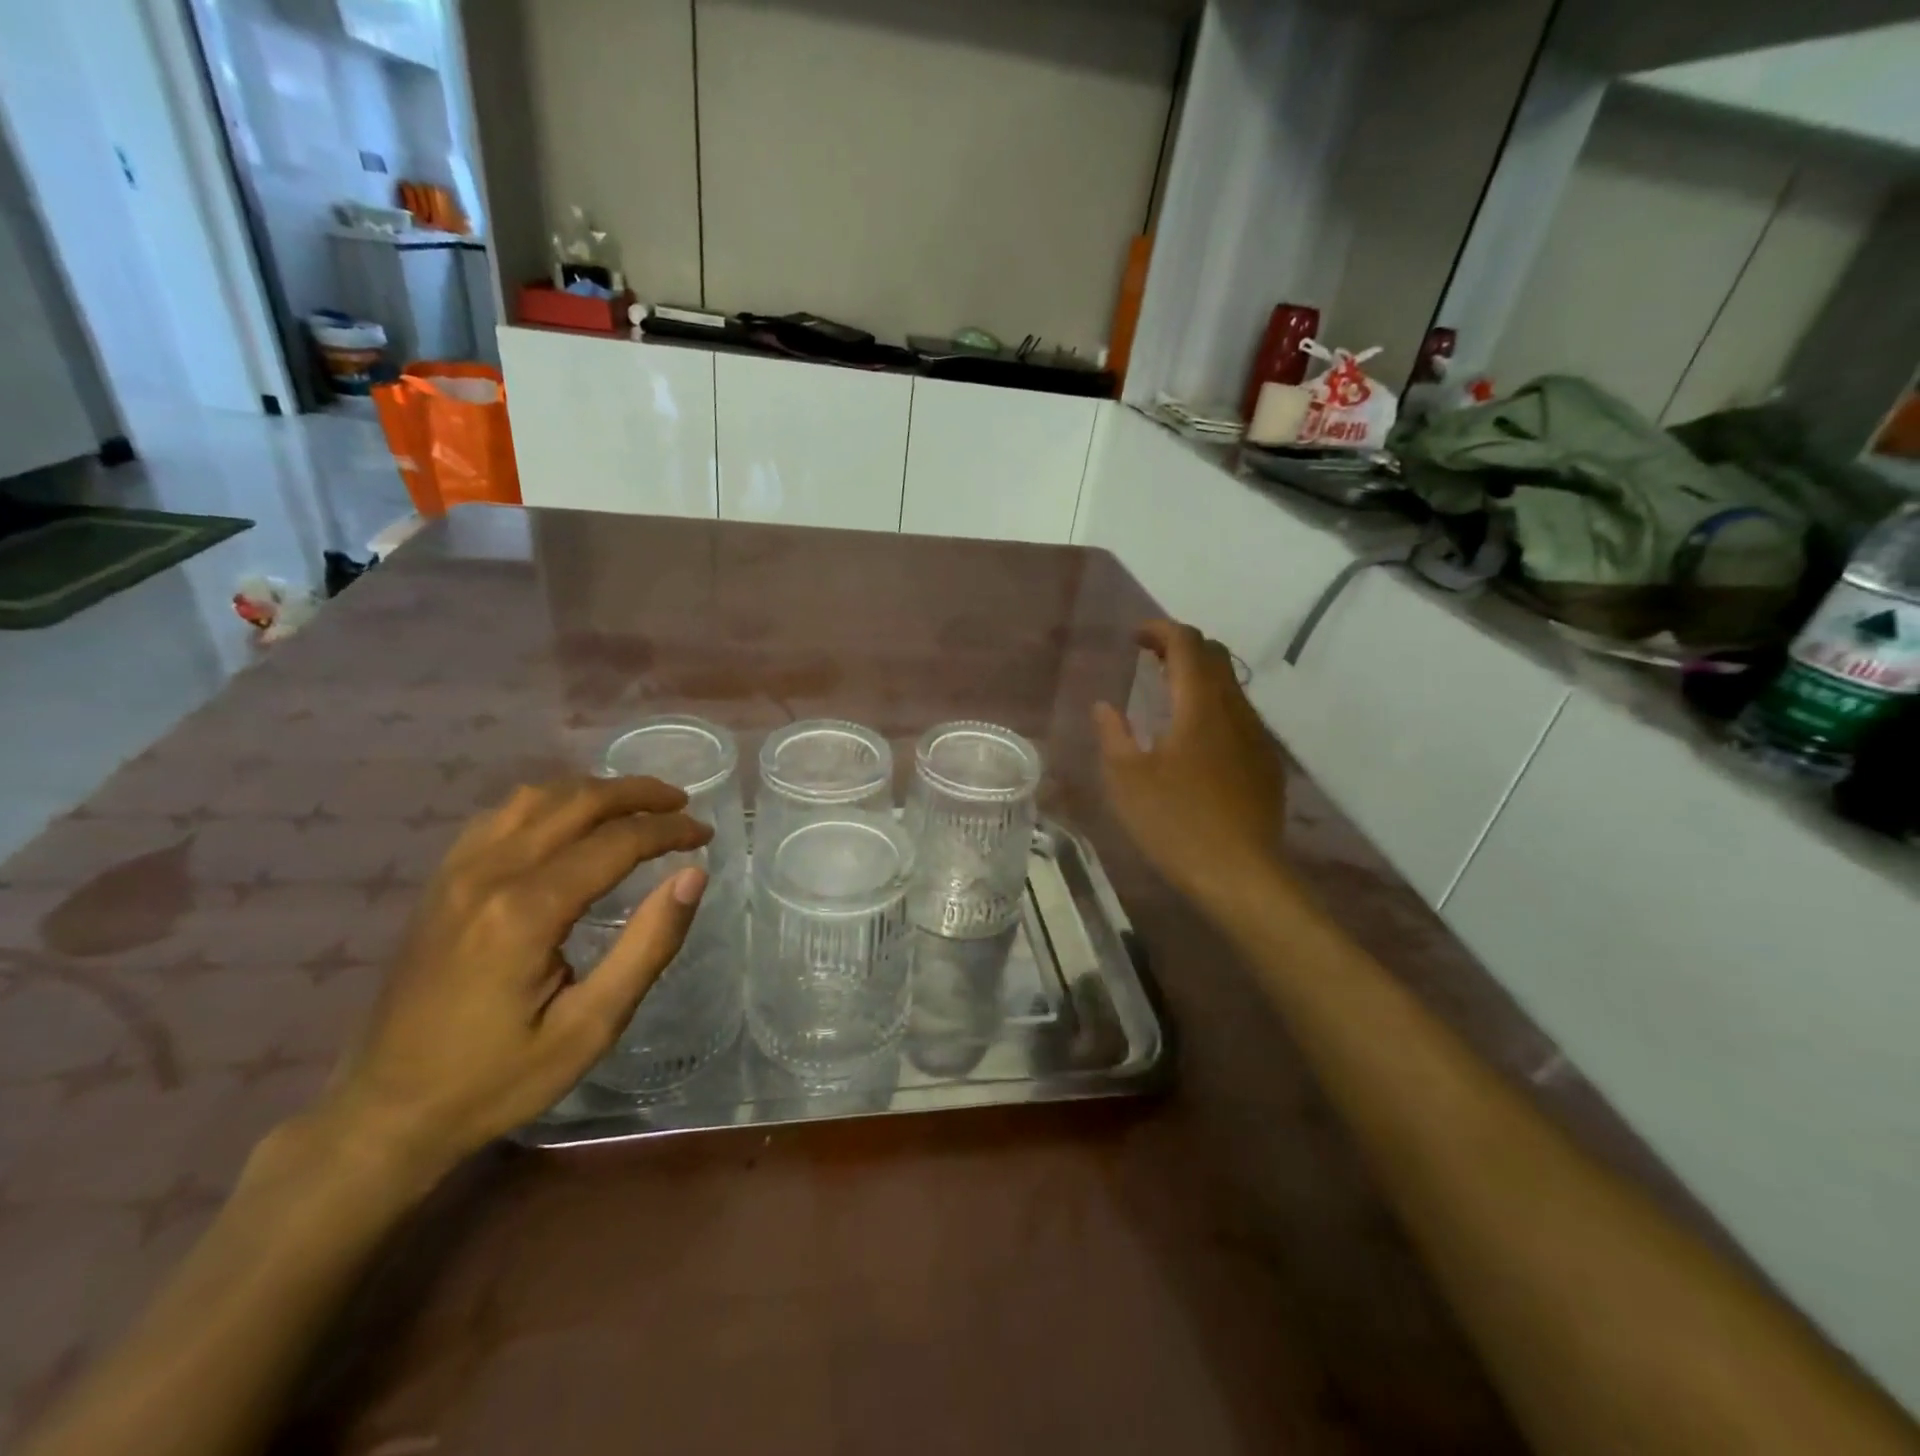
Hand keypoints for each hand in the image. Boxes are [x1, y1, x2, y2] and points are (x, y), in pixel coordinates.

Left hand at [316, 776, 713, 1171]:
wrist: (387, 1111)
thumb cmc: (499, 1077)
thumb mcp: (591, 1026)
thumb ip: (648, 945)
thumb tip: (693, 876)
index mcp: (527, 911)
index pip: (616, 841)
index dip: (668, 830)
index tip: (705, 834)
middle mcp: (489, 874)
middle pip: (576, 802)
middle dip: (638, 794)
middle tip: (681, 804)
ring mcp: (456, 872)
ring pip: (536, 797)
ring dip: (594, 791)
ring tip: (636, 805)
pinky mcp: (440, 881)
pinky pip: (501, 815)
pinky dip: (549, 803)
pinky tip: (569, 821)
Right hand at [1092, 620, 1286, 905]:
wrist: (1241, 874)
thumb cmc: (1176, 823)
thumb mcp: (1127, 780)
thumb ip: (1113, 734)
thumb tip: (1106, 706)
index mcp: (1200, 706)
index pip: (1187, 644)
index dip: (1160, 630)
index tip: (1135, 638)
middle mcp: (1235, 710)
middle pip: (1215, 656)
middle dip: (1180, 647)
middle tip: (1148, 660)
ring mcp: (1256, 736)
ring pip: (1230, 686)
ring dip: (1198, 677)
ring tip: (1166, 695)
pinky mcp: (1266, 762)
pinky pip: (1239, 715)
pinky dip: (1213, 706)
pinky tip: (1193, 738)